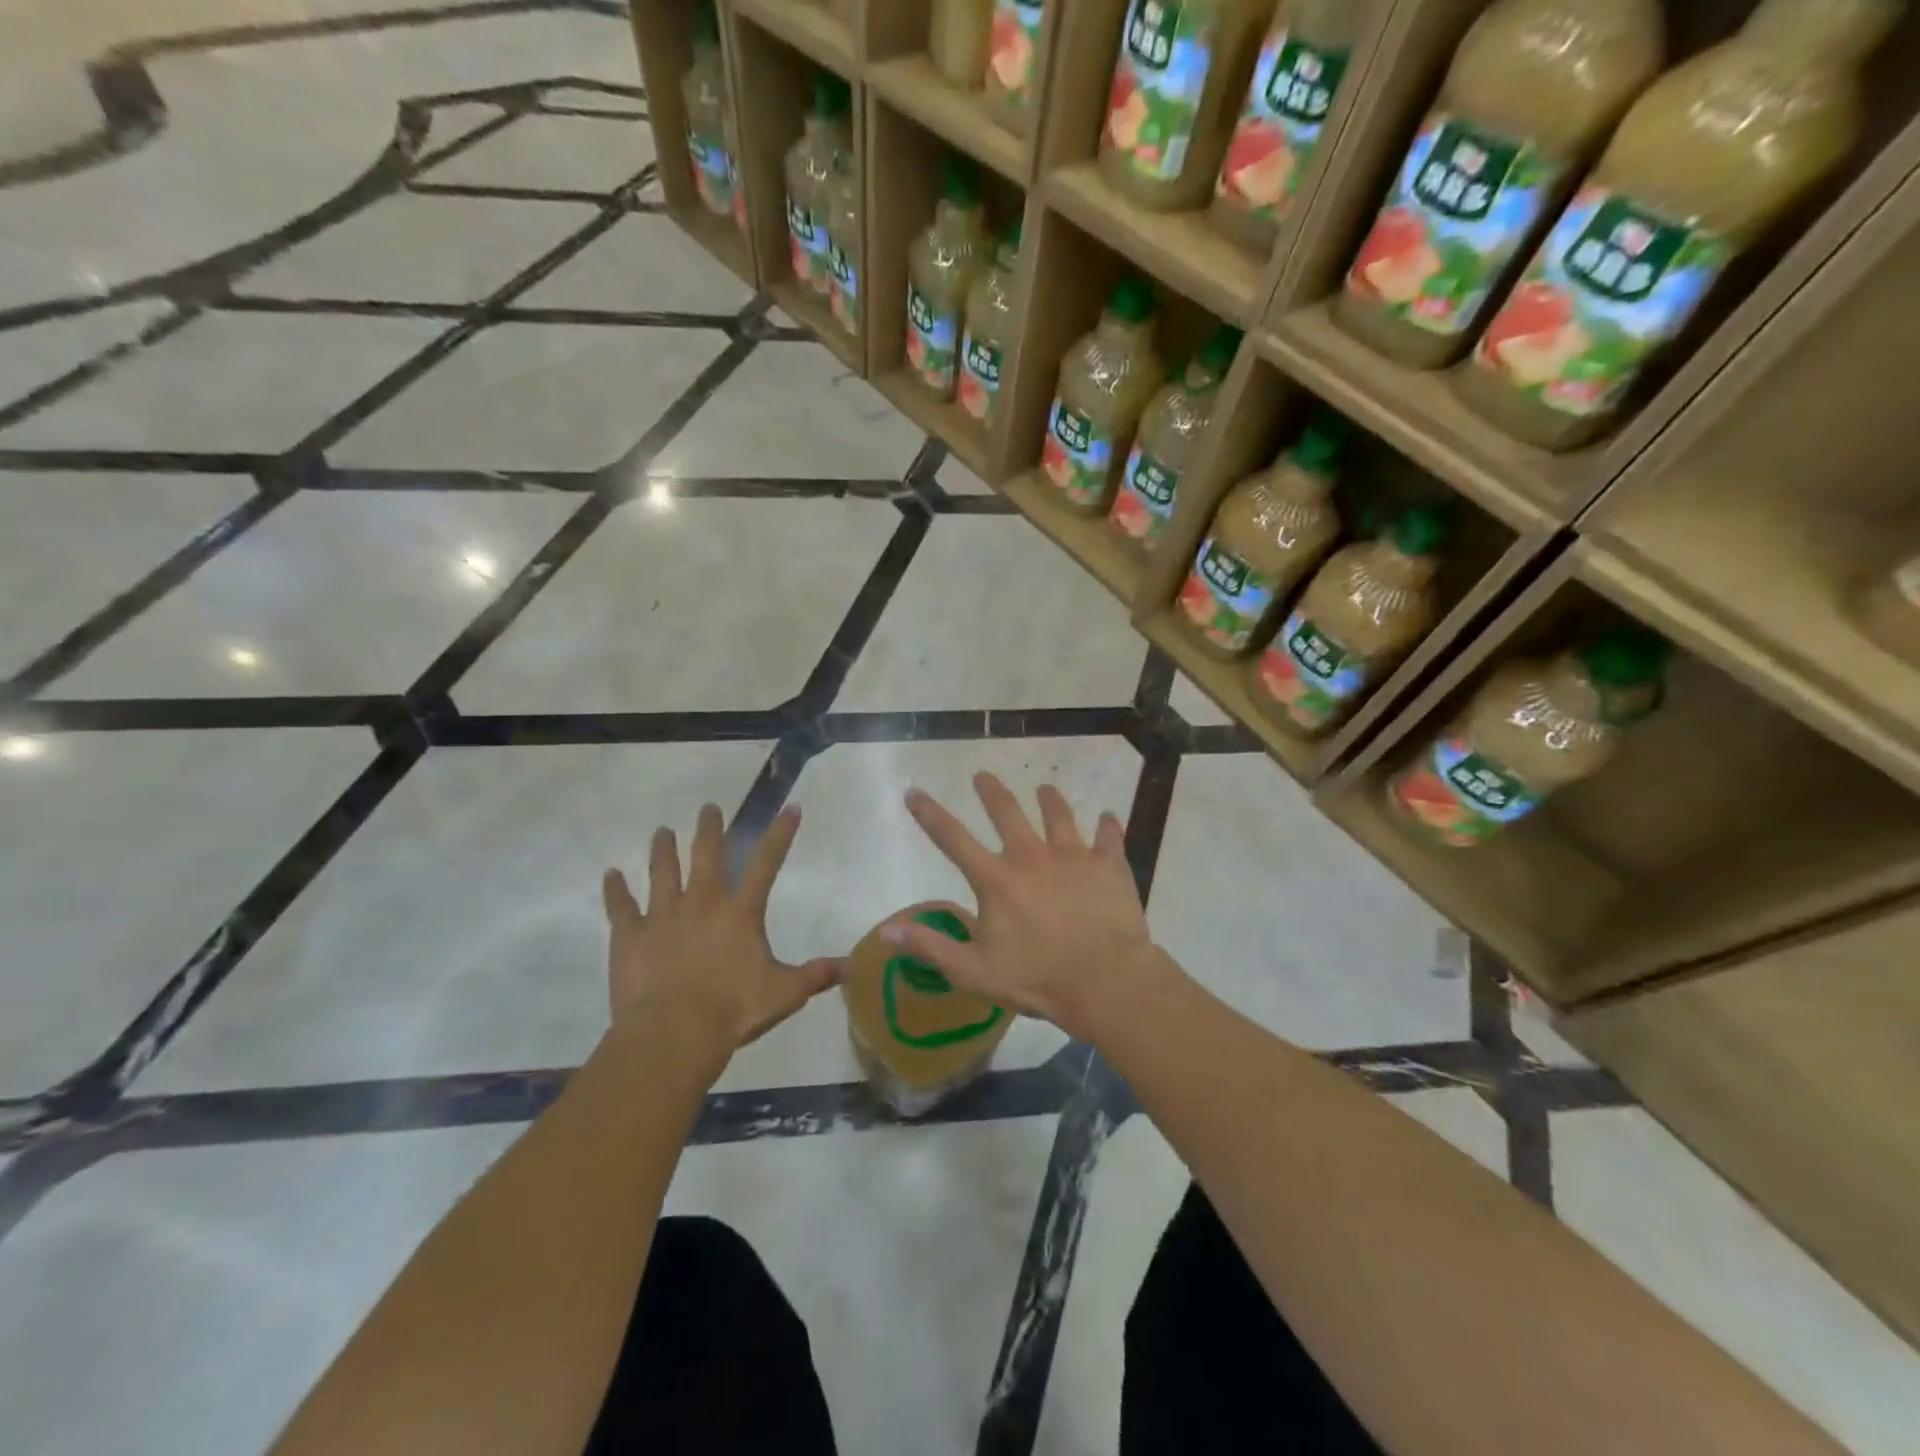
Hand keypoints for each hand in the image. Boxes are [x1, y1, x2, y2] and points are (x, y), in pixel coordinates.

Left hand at [601, 803, 838, 1068]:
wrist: (673, 1034)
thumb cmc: (733, 1011)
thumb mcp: (785, 994)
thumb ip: (816, 976)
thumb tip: (851, 966)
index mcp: (740, 912)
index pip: (767, 863)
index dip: (781, 834)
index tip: (789, 807)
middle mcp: (702, 903)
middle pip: (706, 855)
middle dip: (709, 829)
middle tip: (708, 807)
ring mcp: (663, 916)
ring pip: (662, 872)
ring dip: (663, 850)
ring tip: (662, 832)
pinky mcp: (630, 936)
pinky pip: (620, 907)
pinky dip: (615, 890)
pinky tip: (610, 875)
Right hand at [884, 774, 1163, 1039]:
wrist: (1106, 981)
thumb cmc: (1037, 979)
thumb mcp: (974, 971)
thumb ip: (930, 946)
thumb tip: (887, 929)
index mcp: (996, 879)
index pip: (953, 839)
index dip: (930, 814)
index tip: (914, 792)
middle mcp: (1031, 856)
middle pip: (1007, 812)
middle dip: (991, 791)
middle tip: (982, 776)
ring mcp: (1073, 856)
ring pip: (1058, 815)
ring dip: (1050, 799)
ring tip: (1045, 788)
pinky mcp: (1108, 865)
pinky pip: (1109, 836)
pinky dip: (1108, 826)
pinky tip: (1109, 817)